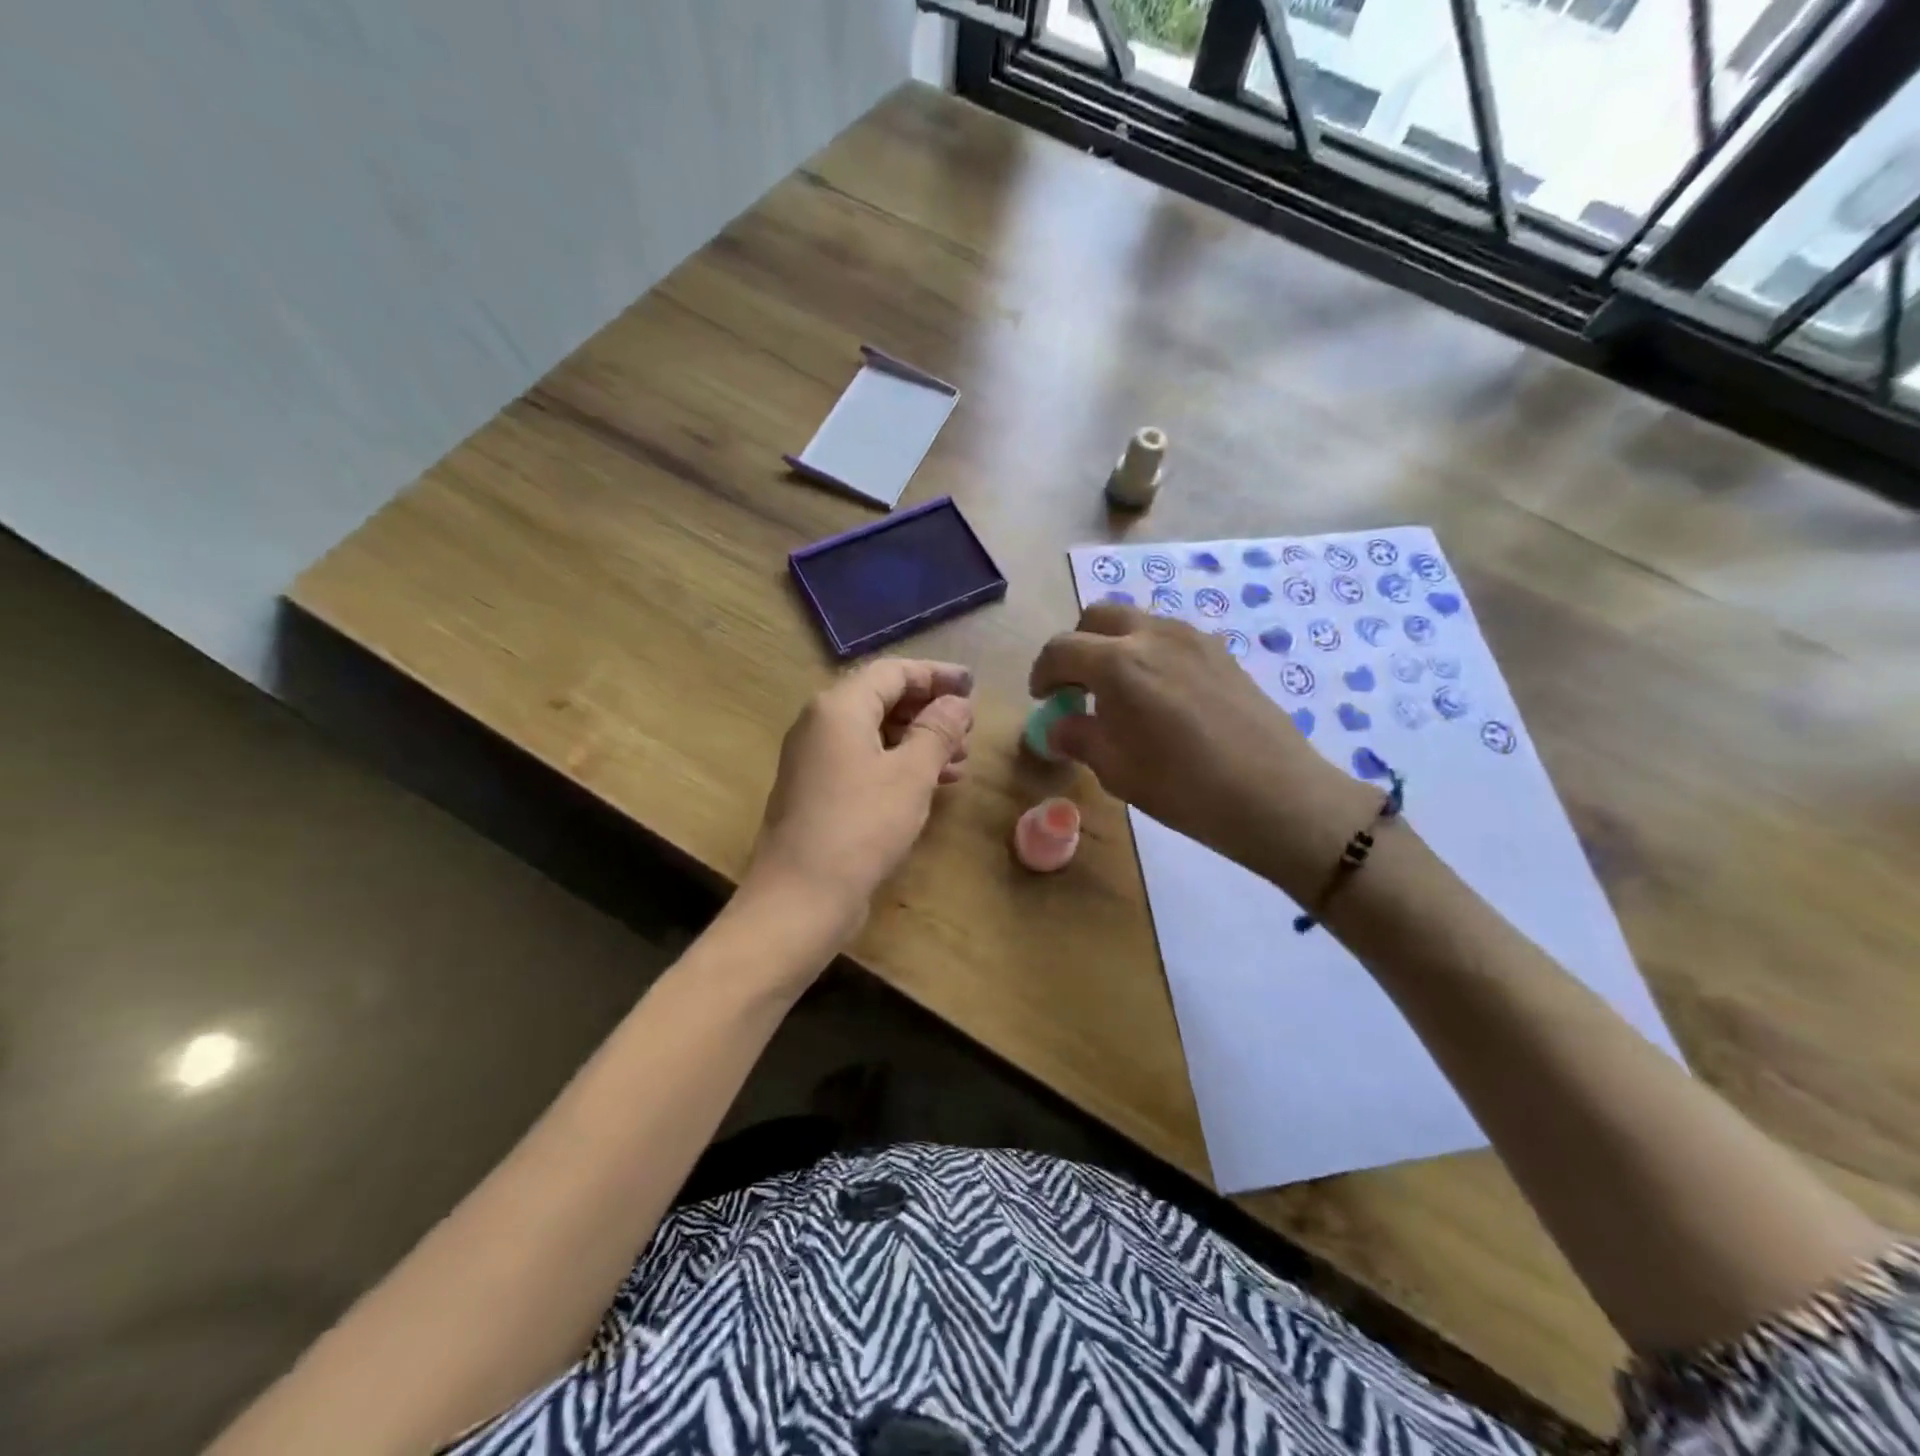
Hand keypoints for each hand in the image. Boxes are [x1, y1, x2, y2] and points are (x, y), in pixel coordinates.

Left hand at [744, 658, 973, 940]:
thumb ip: (937, 731)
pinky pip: (864, 761)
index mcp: (838, 707)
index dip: (936, 675)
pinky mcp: (818, 790)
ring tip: (961, 761)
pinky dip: (898, 764)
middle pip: (881, 699)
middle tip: (969, 729)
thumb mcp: (911, 774)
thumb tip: (958, 703)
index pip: (892, 672)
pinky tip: (932, 784)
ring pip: (875, 733)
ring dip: (918, 741)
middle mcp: (820, 723)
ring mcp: (815, 758)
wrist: (800, 896)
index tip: (972, 686)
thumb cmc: (861, 826)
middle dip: (929, 711)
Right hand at [1029, 603, 1378, 900]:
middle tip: (1076, 686)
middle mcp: (1152, 635)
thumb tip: (1058, 726)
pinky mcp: (1220, 651)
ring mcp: (1192, 638)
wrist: (1275, 794)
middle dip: (1077, 646)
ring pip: (1137, 622)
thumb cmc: (1183, 787)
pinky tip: (1159, 695)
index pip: (1061, 649)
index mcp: (1117, 664)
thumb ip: (1079, 737)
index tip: (1044, 698)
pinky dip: (1148, 653)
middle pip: (1098, 618)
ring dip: (1114, 646)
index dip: (1043, 672)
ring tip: (1118, 692)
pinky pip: (1169, 637)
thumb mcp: (1116, 770)